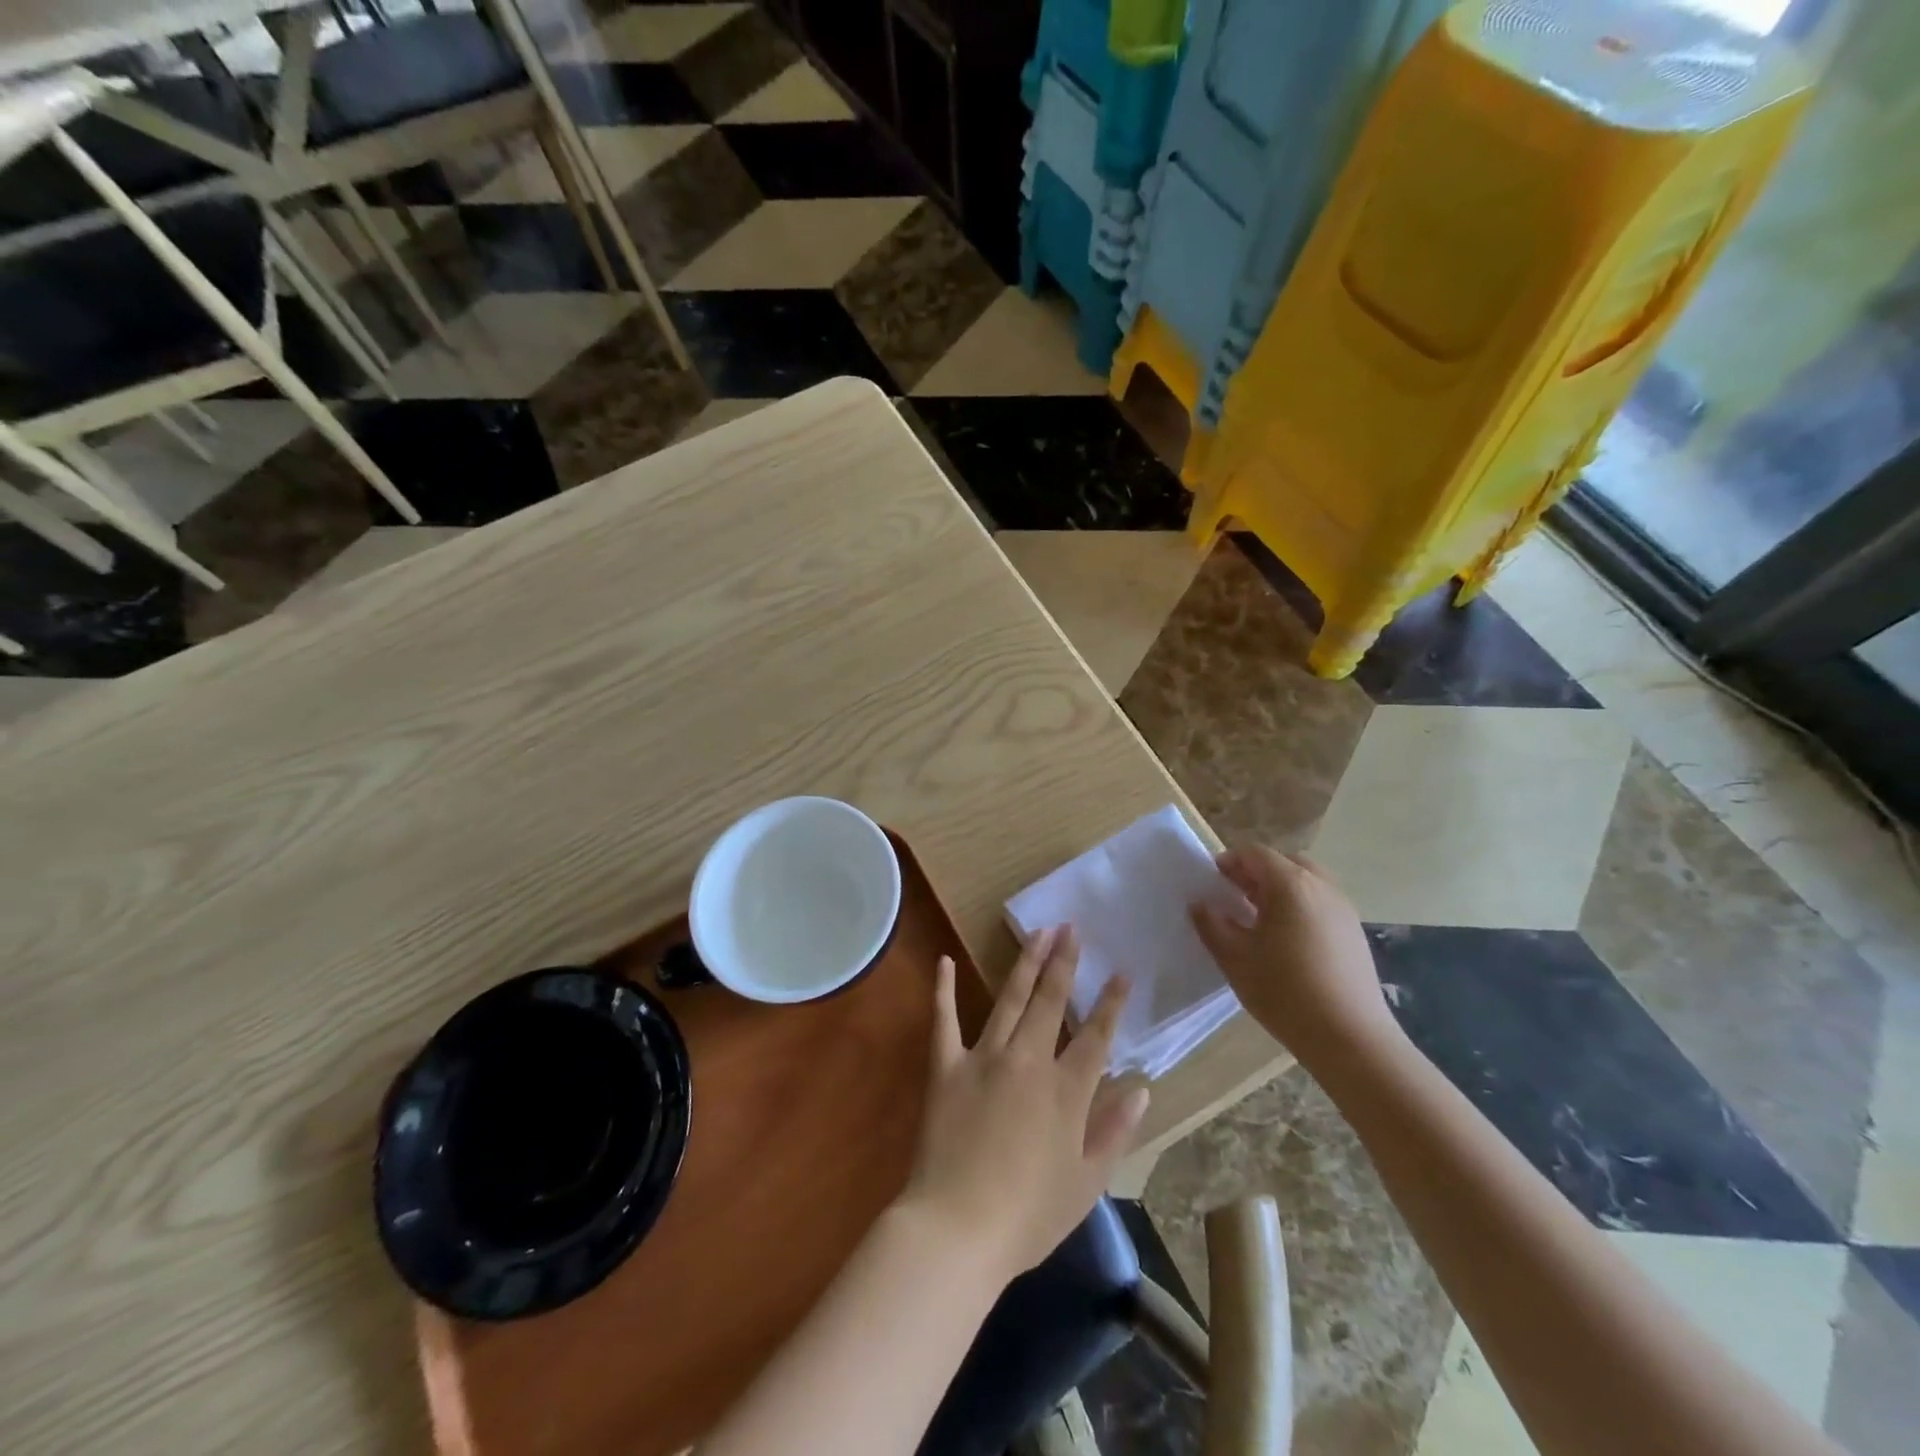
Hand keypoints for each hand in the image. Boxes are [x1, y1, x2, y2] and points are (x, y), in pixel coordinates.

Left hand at [901, 926, 1149, 1281]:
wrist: (957, 1229)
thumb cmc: (1028, 1216)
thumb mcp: (1087, 1183)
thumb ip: (1115, 1131)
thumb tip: (1142, 1089)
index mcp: (1066, 1091)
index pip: (1096, 1036)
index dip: (1111, 1002)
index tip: (1121, 971)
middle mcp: (1028, 1061)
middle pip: (1051, 1002)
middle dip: (1064, 962)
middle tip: (1072, 928)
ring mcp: (984, 1058)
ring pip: (1010, 999)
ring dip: (1025, 963)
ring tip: (1038, 932)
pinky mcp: (945, 1066)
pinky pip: (944, 1020)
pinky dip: (943, 989)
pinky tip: (945, 960)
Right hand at [1189, 846, 1399, 1065]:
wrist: (1351, 1038)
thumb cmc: (1285, 992)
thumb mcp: (1235, 958)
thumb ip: (1212, 924)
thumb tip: (1201, 904)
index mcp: (1290, 884)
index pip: (1254, 854)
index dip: (1229, 862)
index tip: (1211, 884)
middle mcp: (1321, 886)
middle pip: (1284, 862)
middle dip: (1256, 874)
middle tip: (1234, 898)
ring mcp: (1343, 909)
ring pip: (1306, 882)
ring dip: (1279, 890)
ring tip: (1258, 920)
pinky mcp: (1354, 932)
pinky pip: (1321, 903)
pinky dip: (1300, 907)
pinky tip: (1287, 942)